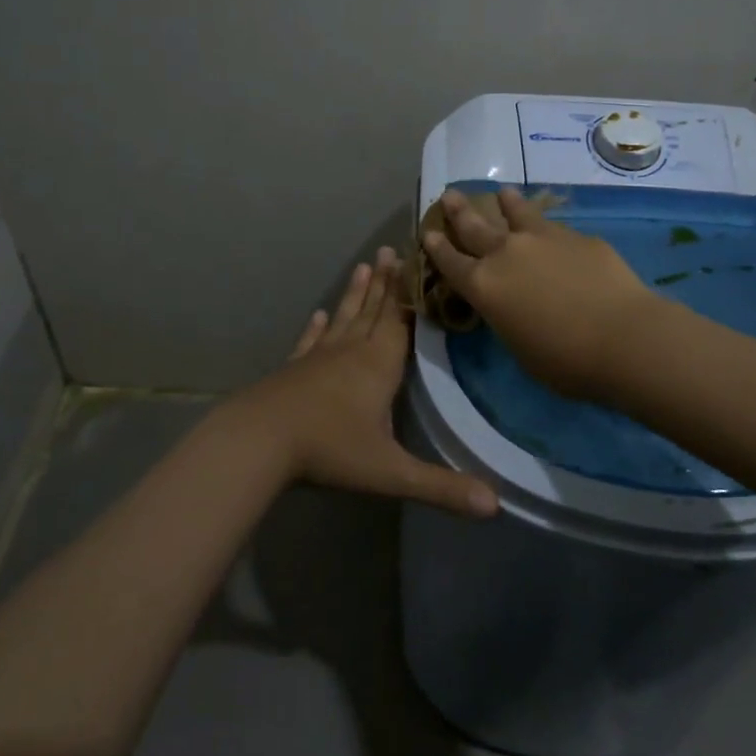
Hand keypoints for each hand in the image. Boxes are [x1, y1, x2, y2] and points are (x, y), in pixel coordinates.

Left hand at [228, 246, 497, 518]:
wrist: (259, 441)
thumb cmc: (330, 450)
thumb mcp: (391, 473)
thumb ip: (443, 488)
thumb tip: (496, 507)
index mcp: (380, 365)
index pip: (403, 320)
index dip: (413, 293)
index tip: (420, 261)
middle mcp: (352, 351)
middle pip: (374, 311)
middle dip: (388, 282)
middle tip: (393, 248)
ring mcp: (319, 358)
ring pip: (344, 318)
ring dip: (357, 293)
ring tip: (365, 265)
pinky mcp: (294, 369)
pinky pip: (311, 341)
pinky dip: (317, 327)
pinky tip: (317, 314)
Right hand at [422, 185, 655, 400]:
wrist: (623, 337)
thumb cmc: (565, 361)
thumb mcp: (520, 346)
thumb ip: (508, 317)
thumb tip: (514, 304)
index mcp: (484, 286)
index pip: (450, 262)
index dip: (437, 247)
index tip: (428, 231)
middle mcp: (506, 254)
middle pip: (475, 226)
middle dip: (459, 211)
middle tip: (450, 195)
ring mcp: (543, 239)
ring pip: (517, 213)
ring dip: (506, 203)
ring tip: (502, 193)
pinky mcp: (578, 237)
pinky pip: (554, 227)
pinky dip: (546, 226)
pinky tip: (554, 230)